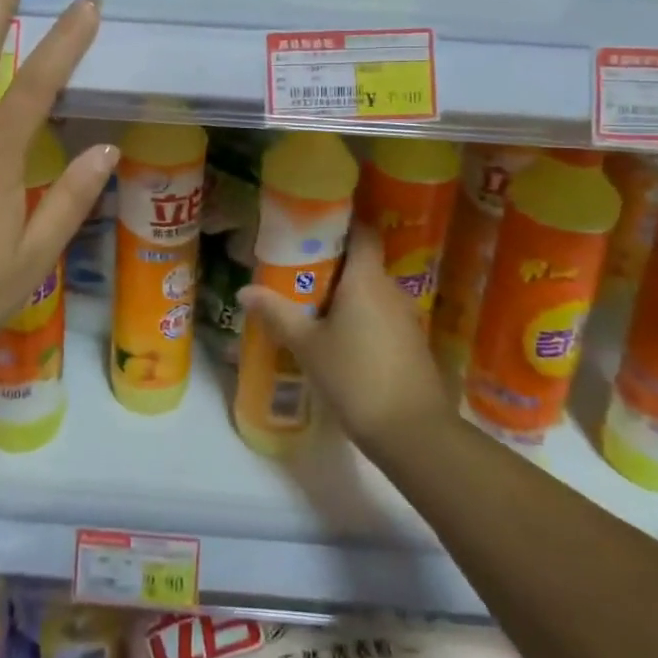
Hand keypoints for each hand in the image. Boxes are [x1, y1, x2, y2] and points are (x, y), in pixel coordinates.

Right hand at [238, 223, 453, 453]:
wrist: (414, 433)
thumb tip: (244, 290)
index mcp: (366, 279)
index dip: (341, 223)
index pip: (362, 232)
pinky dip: (362, 318)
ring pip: (372, 292)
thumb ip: (277, 314)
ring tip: (313, 306)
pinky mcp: (412, 344)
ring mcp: (406, 317)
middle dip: (334, 264)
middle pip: (363, 263)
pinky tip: (340, 339)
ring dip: (347, 295)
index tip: (314, 226)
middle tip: (299, 271)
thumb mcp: (308, 346)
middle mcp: (391, 289)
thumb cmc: (356, 377)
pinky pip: (382, 316)